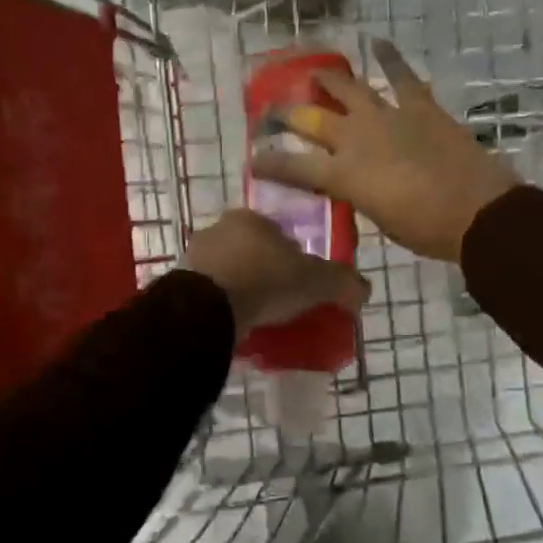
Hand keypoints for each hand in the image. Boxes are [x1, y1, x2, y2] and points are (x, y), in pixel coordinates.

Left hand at [183, 209, 369, 337]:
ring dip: (242, 289)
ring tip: (258, 318)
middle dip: (265, 272)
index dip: (294, 257)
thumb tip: (364, 290)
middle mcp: (219, 229)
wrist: (207, 308)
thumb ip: (343, 282)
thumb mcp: (316, 281)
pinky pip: (209, 294)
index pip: (280, 233)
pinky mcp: (179, 284)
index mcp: (251, 218)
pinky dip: (222, 305)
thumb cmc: (265, 280)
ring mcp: (194, 256)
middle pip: (251, 251)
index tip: (302, 283)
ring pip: (228, 271)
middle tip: (281, 302)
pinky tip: (234, 324)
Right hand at [250, 40, 517, 262]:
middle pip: (313, 120)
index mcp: (343, 176)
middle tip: (273, 108)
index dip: (270, 163)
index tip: (253, 158)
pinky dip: (390, 58)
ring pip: (349, 90)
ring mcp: (388, 117)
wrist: (478, 212)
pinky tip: (378, 42)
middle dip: (288, 114)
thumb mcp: (379, 220)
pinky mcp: (420, 106)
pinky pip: (401, 76)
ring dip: (329, 80)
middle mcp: (356, 140)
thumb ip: (358, 197)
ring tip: (315, 72)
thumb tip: (353, 186)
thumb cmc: (426, 230)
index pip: (293, 167)